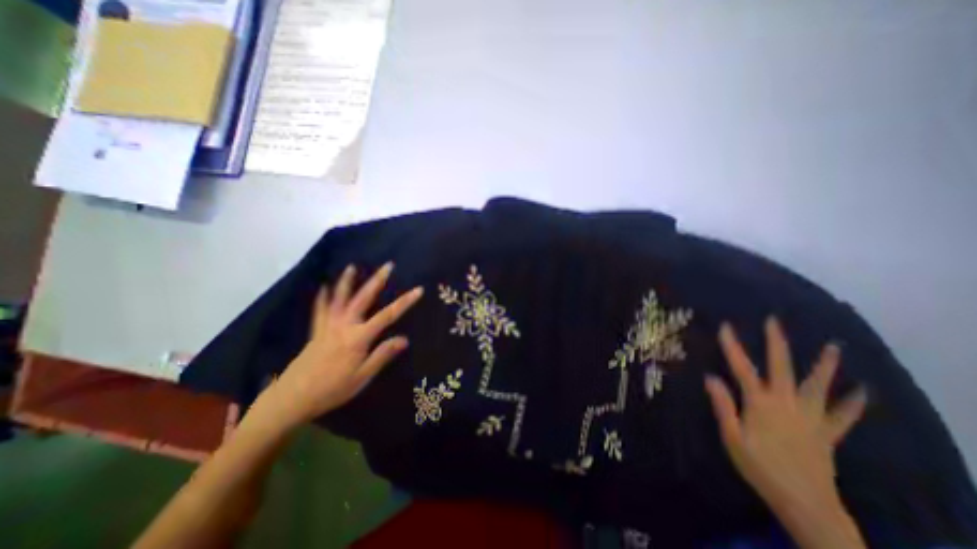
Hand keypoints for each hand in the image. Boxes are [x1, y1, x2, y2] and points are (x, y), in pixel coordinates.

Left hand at [256, 263, 421, 425]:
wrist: (292, 398)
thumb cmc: (332, 389)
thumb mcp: (362, 376)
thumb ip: (382, 355)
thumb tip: (404, 339)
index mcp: (359, 337)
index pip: (388, 315)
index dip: (405, 302)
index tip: (419, 290)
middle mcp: (344, 325)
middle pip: (363, 298)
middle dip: (377, 280)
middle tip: (387, 265)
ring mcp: (328, 325)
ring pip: (339, 298)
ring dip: (347, 281)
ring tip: (352, 266)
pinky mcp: (316, 330)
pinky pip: (320, 309)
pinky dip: (323, 296)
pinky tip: (324, 287)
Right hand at [704, 322, 869, 527]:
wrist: (804, 502)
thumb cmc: (759, 466)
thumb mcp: (731, 436)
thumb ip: (722, 405)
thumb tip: (710, 377)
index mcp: (760, 403)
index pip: (741, 368)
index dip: (732, 346)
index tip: (726, 326)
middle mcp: (786, 403)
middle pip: (781, 367)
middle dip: (776, 343)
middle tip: (774, 321)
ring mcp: (811, 417)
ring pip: (819, 386)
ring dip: (825, 366)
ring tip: (833, 347)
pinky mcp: (827, 433)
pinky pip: (843, 416)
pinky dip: (854, 403)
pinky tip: (865, 391)